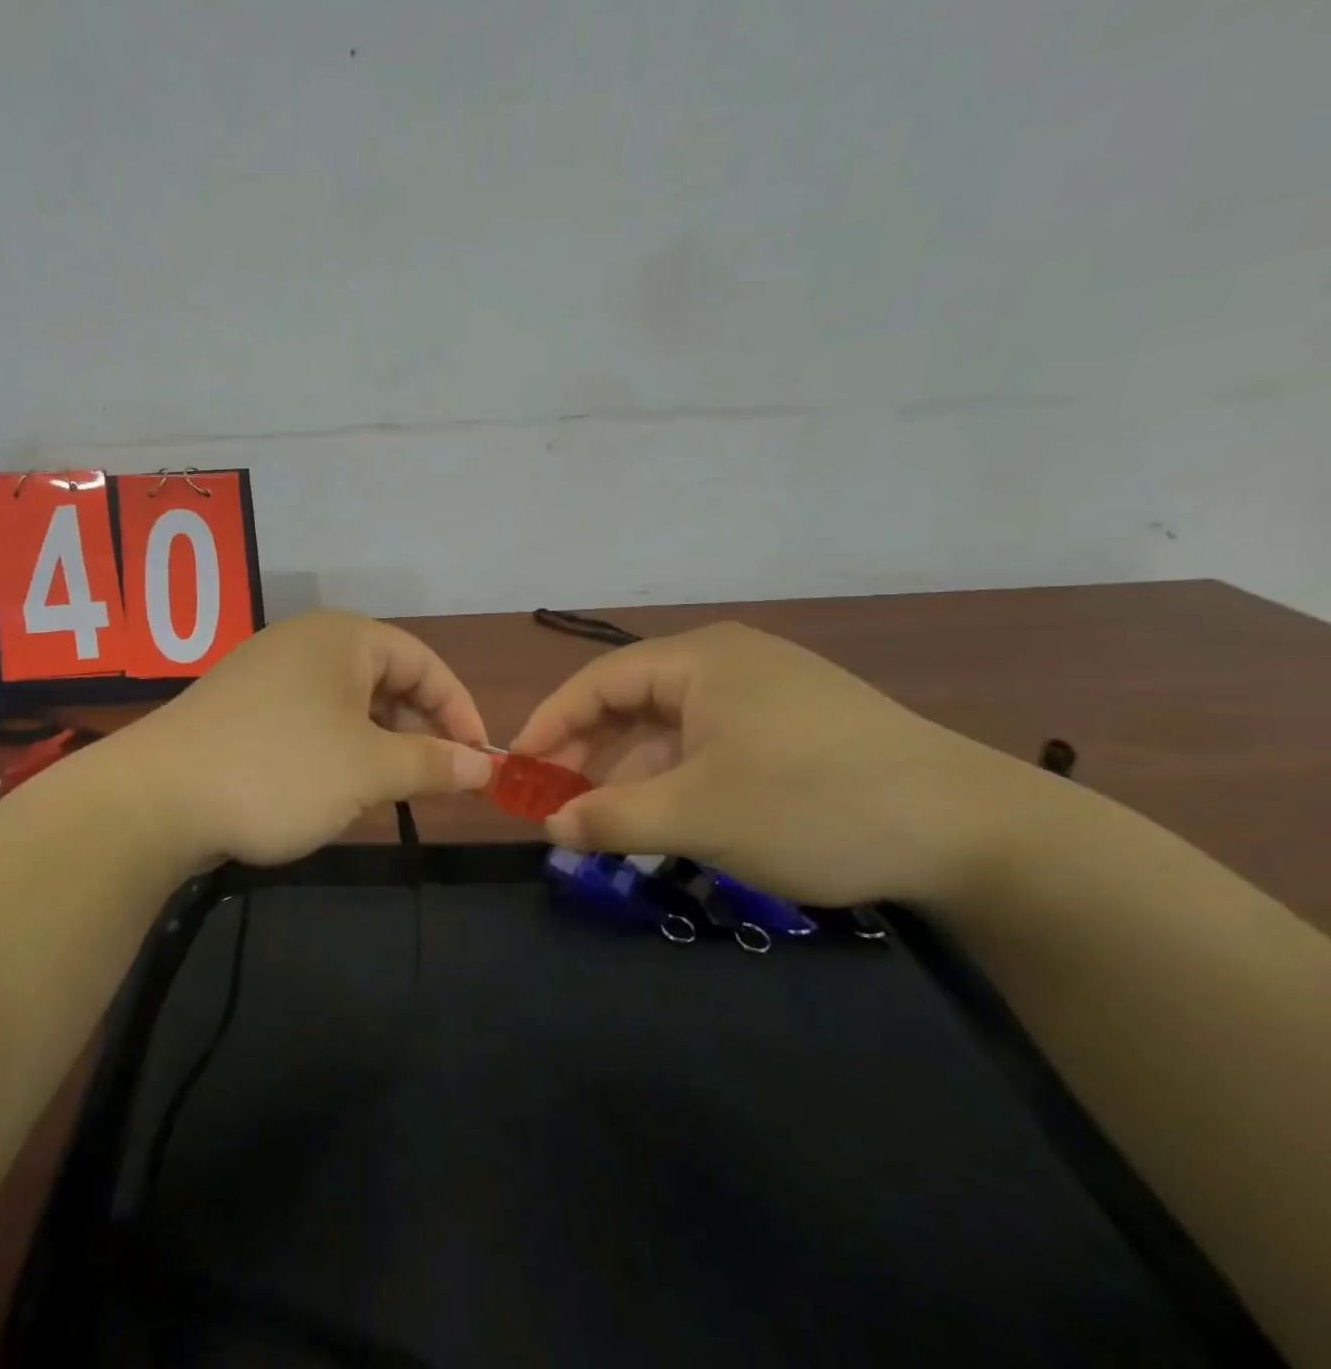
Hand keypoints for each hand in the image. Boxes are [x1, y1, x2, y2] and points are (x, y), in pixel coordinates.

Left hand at [126, 610, 493, 868]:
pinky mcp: (241, 710)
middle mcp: (305, 644)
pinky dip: (338, 749)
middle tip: (439, 779)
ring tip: (392, 789)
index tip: (478, 760)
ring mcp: (267, 674)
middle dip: (419, 729)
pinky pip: (310, 720)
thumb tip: (483, 766)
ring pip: (347, 704)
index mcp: (342, 638)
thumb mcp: (368, 769)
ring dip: (380, 744)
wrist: (155, 800)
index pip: (424, 662)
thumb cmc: (280, 770)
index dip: (459, 709)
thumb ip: (432, 763)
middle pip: (386, 679)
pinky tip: (336, 788)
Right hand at [511, 623, 1028, 905]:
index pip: (596, 683)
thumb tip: (550, 827)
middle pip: (630, 702)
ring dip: (632, 773)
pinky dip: (677, 778)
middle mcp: (725, 661)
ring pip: (670, 728)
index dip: (549, 726)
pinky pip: (708, 743)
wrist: (973, 830)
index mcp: (698, 660)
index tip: (517, 771)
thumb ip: (612, 819)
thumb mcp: (698, 816)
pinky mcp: (792, 724)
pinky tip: (668, 817)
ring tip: (607, 823)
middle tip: (557, 805)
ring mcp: (763, 691)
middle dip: (588, 754)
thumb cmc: (814, 804)